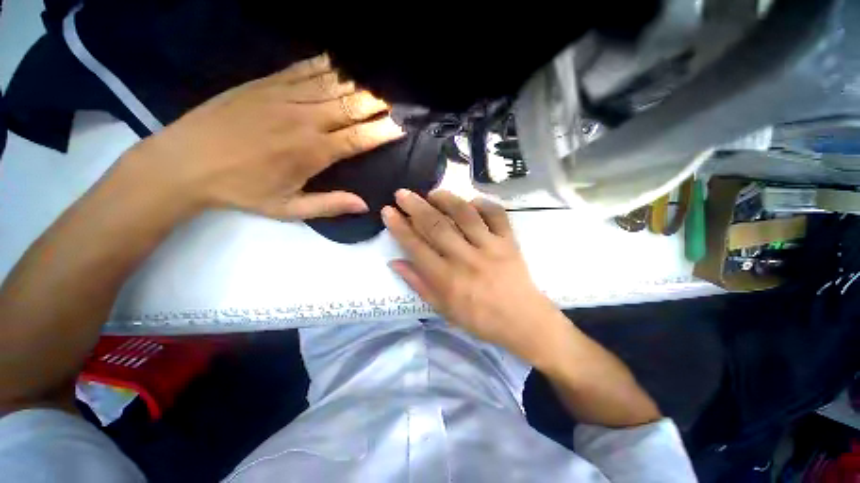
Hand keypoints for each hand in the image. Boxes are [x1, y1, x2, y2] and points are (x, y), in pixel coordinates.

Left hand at [122, 54, 404, 219]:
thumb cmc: (241, 190)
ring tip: (377, 83)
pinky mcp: (266, 83)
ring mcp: (284, 96)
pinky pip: (305, 68)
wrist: (185, 162)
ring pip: (332, 84)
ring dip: (358, 83)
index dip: (382, 132)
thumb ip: (329, 205)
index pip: (358, 139)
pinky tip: (341, 63)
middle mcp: (304, 119)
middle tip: (394, 101)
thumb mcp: (288, 209)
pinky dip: (328, 65)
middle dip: (376, 103)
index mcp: (312, 152)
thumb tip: (364, 205)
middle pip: (350, 106)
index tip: (400, 127)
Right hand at [383, 189, 572, 363]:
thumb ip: (419, 284)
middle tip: (402, 193)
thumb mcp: (443, 309)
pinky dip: (483, 204)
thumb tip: (395, 262)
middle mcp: (465, 259)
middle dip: (415, 206)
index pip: (416, 247)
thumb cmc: (480, 319)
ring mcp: (490, 247)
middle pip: (436, 226)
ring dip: (445, 199)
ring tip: (432, 193)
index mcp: (447, 279)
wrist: (523, 321)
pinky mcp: (509, 241)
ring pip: (464, 215)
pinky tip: (472, 201)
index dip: (399, 227)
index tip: (388, 211)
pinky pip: (496, 215)